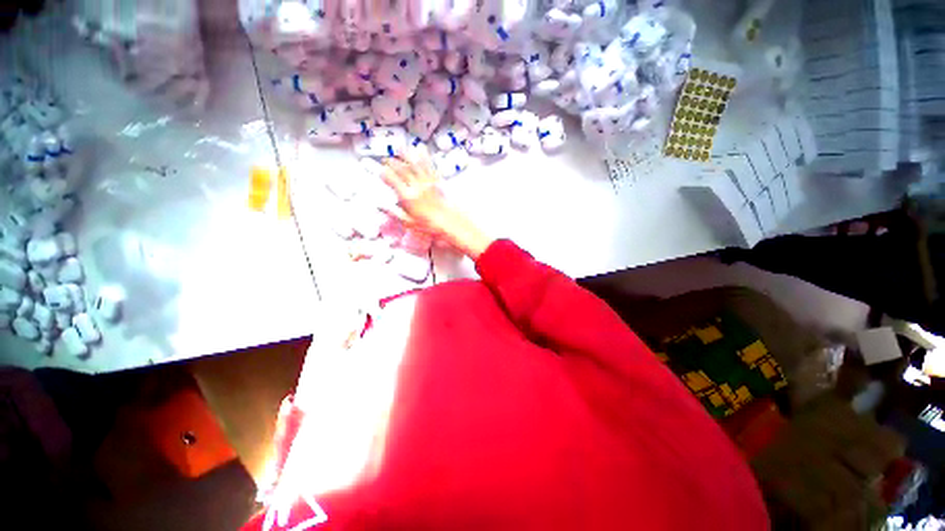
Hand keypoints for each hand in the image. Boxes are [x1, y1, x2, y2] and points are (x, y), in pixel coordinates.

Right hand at [380, 146, 451, 237]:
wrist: (449, 223)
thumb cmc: (428, 225)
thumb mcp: (408, 223)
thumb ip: (394, 213)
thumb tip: (379, 206)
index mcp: (407, 197)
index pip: (393, 181)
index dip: (385, 175)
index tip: (380, 171)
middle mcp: (416, 186)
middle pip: (402, 170)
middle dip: (392, 162)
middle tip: (385, 158)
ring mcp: (427, 182)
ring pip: (415, 165)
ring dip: (406, 155)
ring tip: (400, 148)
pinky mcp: (437, 181)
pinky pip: (429, 166)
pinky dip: (424, 156)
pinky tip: (421, 149)